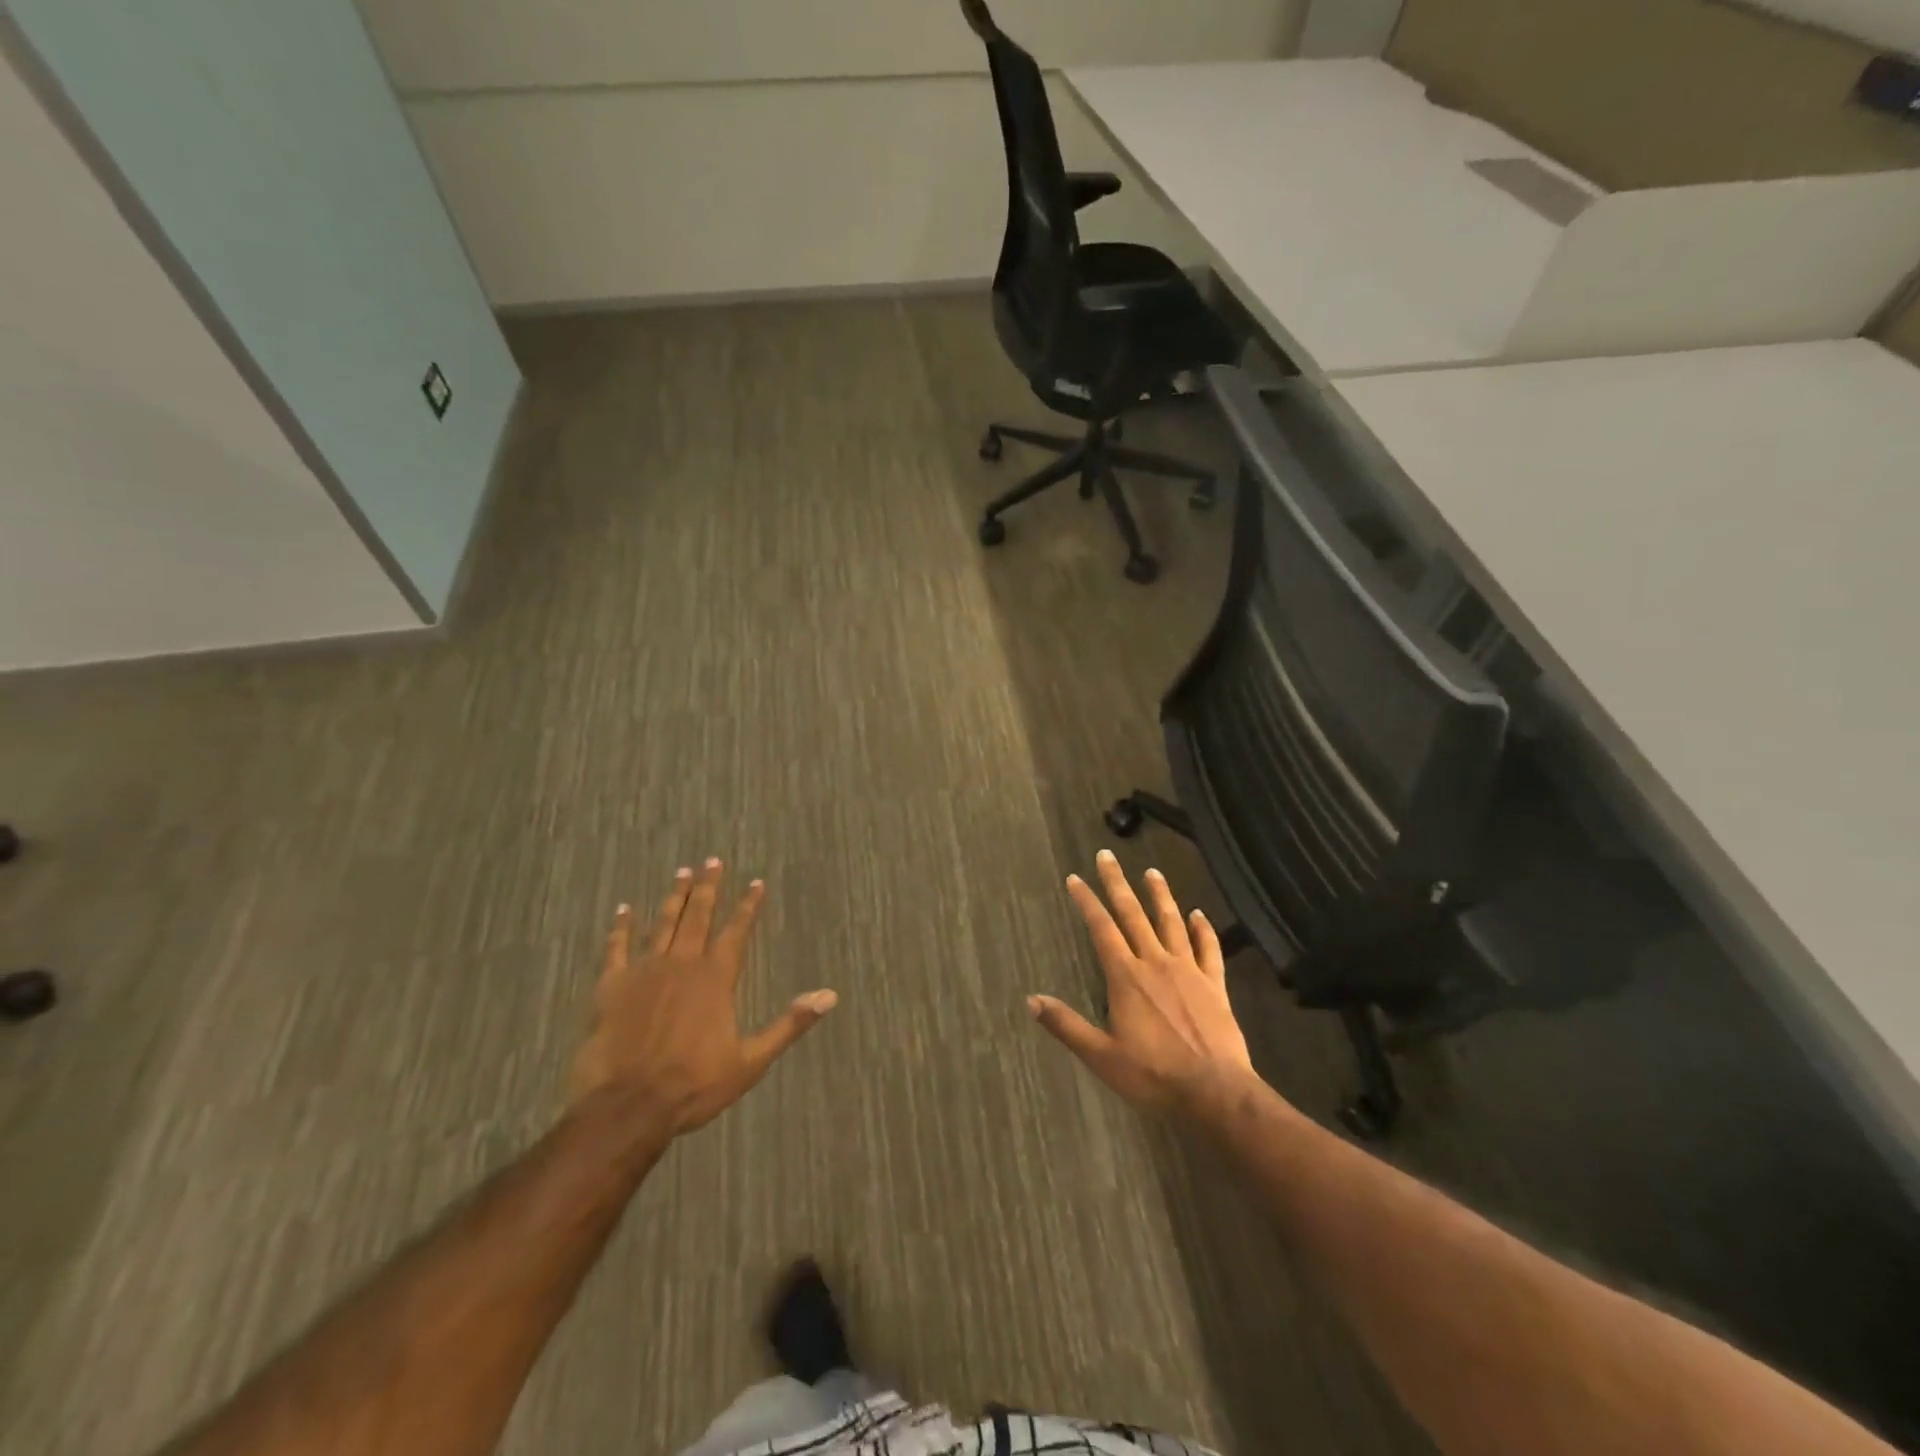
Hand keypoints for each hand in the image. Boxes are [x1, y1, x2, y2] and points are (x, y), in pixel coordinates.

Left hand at [569, 860, 836, 1136]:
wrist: (628, 1107)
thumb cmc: (694, 1085)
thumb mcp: (751, 1060)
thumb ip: (789, 1024)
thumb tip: (829, 996)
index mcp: (716, 978)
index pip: (737, 931)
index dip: (748, 905)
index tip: (756, 882)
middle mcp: (683, 964)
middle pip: (699, 916)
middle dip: (709, 887)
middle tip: (713, 860)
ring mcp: (645, 971)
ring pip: (663, 924)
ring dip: (675, 897)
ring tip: (682, 872)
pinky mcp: (612, 986)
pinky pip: (616, 948)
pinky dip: (620, 927)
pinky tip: (623, 909)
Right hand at [1030, 849, 1254, 1113]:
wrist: (1216, 1092)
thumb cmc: (1154, 1076)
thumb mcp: (1102, 1056)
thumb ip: (1067, 1025)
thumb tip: (1031, 1000)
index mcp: (1126, 978)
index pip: (1102, 929)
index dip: (1087, 902)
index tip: (1075, 878)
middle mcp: (1155, 963)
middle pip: (1133, 914)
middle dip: (1117, 883)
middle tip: (1107, 855)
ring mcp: (1189, 971)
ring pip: (1171, 923)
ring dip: (1160, 895)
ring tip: (1152, 871)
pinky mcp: (1215, 984)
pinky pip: (1209, 949)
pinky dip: (1203, 929)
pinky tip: (1199, 914)